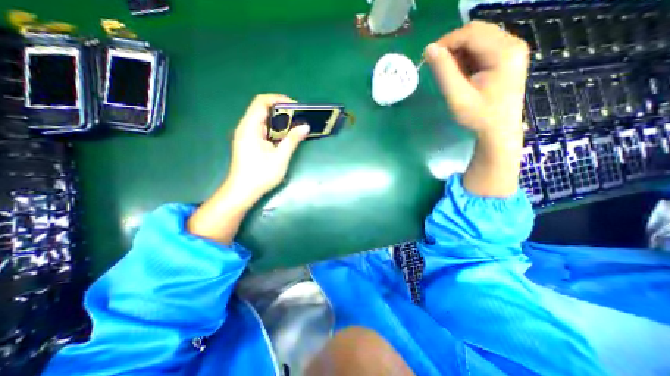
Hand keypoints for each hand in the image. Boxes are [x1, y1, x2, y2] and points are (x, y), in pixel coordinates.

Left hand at [226, 93, 307, 205]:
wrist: (242, 192)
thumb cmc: (260, 175)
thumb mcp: (280, 158)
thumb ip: (292, 140)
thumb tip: (305, 126)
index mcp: (250, 128)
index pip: (261, 102)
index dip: (278, 99)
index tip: (295, 106)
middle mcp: (246, 127)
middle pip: (262, 109)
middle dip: (282, 110)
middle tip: (299, 117)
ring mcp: (246, 135)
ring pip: (263, 119)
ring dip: (279, 121)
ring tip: (295, 126)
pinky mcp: (249, 142)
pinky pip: (262, 129)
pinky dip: (275, 129)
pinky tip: (285, 137)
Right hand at [426, 20, 531, 137]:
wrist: (498, 131)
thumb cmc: (478, 117)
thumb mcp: (458, 96)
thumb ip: (444, 72)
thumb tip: (429, 49)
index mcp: (504, 52)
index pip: (471, 33)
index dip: (446, 42)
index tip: (428, 59)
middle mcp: (512, 44)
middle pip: (476, 31)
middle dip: (452, 46)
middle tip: (438, 67)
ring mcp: (511, 50)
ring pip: (478, 38)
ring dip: (459, 52)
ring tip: (450, 73)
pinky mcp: (507, 58)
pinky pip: (482, 48)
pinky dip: (467, 57)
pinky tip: (462, 74)